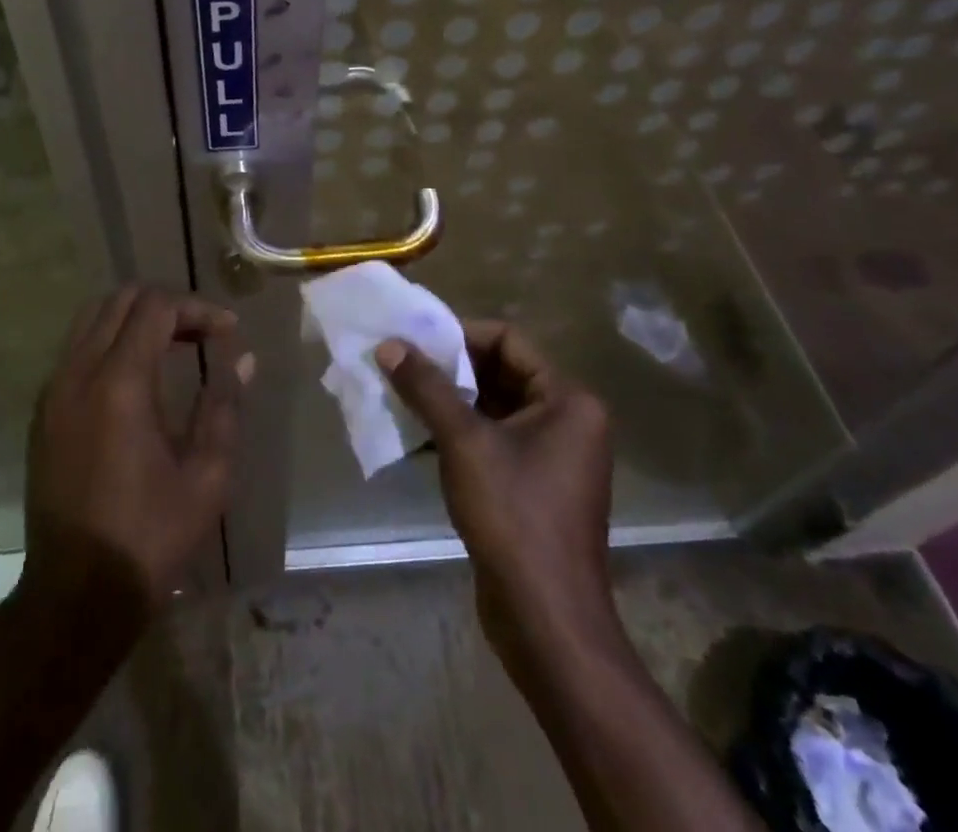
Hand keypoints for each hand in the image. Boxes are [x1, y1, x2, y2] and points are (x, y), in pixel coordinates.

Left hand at [22, 285, 253, 621]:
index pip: (155, 307)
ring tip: (174, 346)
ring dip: (135, 318)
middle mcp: (78, 373)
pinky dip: (110, 341)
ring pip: (92, 318)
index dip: (197, 308)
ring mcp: (53, 391)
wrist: (75, 595)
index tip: (228, 332)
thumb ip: (224, 404)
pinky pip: (76, 349)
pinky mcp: (43, 412)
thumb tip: (242, 359)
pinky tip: (138, 377)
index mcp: (120, 383)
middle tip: (203, 333)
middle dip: (167, 305)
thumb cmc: (150, 538)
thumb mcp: (207, 475)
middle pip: (120, 299)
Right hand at [378, 322, 616, 657]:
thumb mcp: (464, 443)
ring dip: (447, 401)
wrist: (545, 622)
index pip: (508, 341)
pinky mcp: (533, 487)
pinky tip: (416, 436)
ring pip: (492, 409)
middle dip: (448, 369)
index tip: (414, 339)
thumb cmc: (514, 517)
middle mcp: (567, 421)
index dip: (459, 335)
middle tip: (400, 363)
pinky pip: (492, 441)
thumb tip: (389, 344)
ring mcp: (551, 457)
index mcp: (568, 400)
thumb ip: (427, 388)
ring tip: (399, 394)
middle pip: (499, 373)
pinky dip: (457, 433)